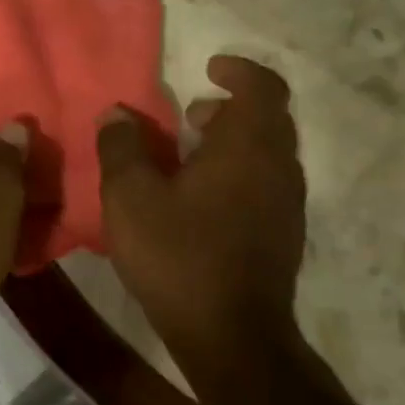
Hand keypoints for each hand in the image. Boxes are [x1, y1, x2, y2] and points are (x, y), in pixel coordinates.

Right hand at [96, 56, 307, 359]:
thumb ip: (122, 147)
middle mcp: (279, 168)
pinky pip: (265, 184)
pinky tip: (198, 200)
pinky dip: (238, 173)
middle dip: (229, 109)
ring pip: (267, 154)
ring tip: (186, 157)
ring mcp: (287, 205)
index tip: (208, 68)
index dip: (238, 70)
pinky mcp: (283, 235)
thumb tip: (118, 114)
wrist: (232, 336)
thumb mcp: (130, 197)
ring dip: (233, 143)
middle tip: (188, 117)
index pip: (263, 87)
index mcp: (248, 148)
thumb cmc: (178, 256)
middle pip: (268, 119)